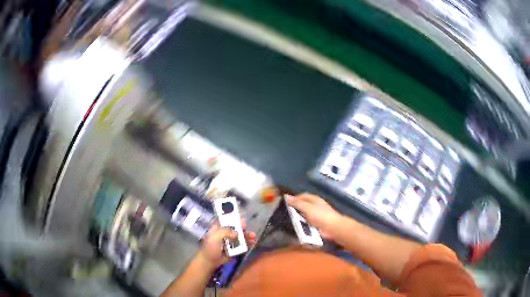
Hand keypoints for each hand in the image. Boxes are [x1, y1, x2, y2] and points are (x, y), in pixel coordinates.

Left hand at [197, 221, 255, 270]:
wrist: (210, 262)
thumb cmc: (210, 248)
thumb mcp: (214, 238)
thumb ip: (224, 232)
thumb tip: (236, 233)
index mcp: (218, 228)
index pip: (226, 219)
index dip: (233, 217)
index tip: (240, 216)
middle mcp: (225, 232)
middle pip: (236, 227)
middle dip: (242, 227)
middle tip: (246, 227)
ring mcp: (231, 240)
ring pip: (240, 235)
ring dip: (247, 235)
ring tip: (253, 236)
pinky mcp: (235, 248)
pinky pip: (243, 244)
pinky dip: (248, 242)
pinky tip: (252, 242)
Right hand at [286, 194, 342, 239]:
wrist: (332, 228)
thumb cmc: (320, 216)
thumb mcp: (307, 208)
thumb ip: (297, 203)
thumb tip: (287, 196)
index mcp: (314, 199)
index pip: (302, 196)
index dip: (293, 199)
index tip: (284, 204)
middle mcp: (315, 206)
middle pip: (302, 205)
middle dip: (294, 209)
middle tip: (284, 213)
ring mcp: (316, 215)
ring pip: (303, 215)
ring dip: (297, 217)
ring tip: (287, 220)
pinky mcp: (316, 224)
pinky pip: (306, 222)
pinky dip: (301, 224)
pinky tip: (295, 226)